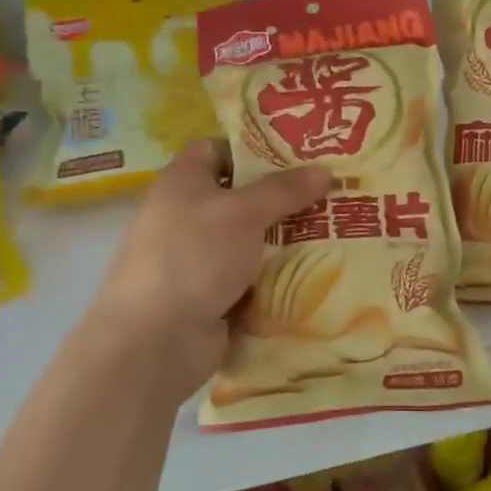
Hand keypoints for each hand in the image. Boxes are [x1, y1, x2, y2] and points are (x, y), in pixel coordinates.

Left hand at [92, 139, 331, 401]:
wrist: (154, 341)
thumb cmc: (194, 257)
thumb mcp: (243, 213)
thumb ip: (284, 190)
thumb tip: (325, 169)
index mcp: (182, 182)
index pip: (217, 150)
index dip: (253, 149)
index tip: (297, 157)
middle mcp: (187, 215)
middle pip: (241, 197)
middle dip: (283, 198)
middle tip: (331, 194)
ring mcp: (199, 259)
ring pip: (251, 241)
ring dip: (285, 241)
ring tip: (336, 232)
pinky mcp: (211, 295)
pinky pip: (252, 278)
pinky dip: (276, 277)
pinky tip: (317, 273)